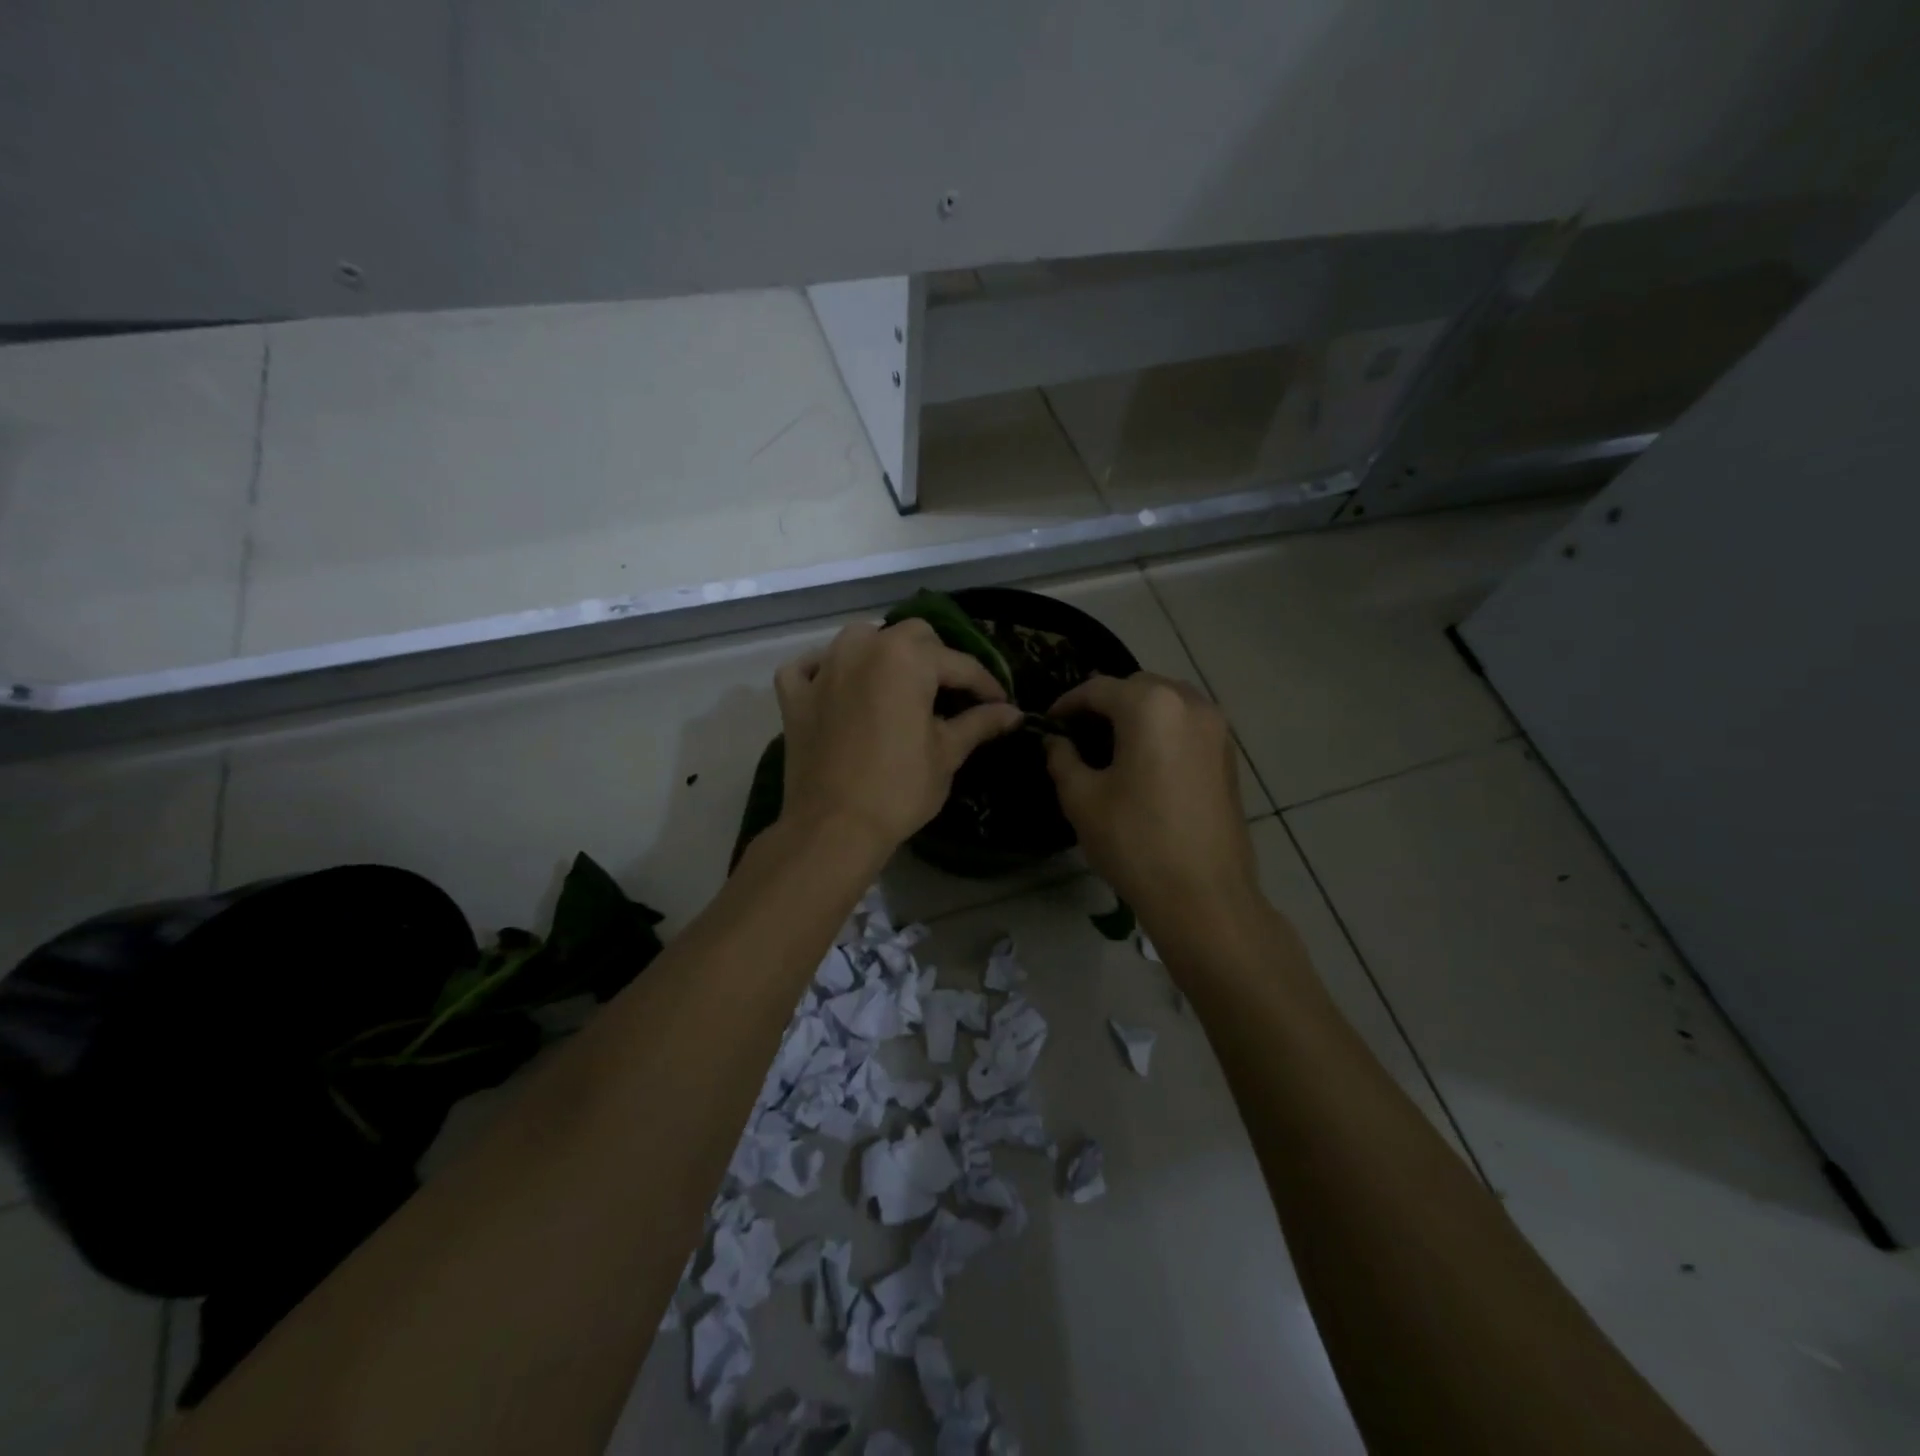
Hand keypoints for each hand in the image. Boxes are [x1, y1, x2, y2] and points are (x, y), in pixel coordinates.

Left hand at [776, 620, 1022, 855]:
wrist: (834, 828)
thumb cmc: (899, 788)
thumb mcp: (947, 754)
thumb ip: (979, 723)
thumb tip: (1013, 712)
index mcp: (906, 658)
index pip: (959, 663)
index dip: (985, 684)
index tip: (1001, 704)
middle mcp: (863, 648)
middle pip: (910, 635)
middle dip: (936, 657)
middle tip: (949, 693)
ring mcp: (823, 669)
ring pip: (859, 639)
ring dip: (882, 652)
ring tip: (897, 683)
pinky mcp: (795, 696)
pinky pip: (807, 668)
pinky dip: (823, 670)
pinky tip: (836, 686)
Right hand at [1044, 673, 1260, 931]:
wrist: (1203, 896)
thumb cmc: (1135, 842)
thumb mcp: (1082, 798)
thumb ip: (1062, 759)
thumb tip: (1055, 742)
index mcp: (1151, 707)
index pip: (1098, 689)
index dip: (1067, 703)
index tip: (1047, 722)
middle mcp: (1190, 703)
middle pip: (1137, 687)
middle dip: (1105, 703)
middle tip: (1078, 731)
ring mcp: (1217, 728)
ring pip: (1167, 702)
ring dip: (1137, 713)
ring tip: (1111, 743)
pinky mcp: (1229, 755)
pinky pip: (1188, 724)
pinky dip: (1162, 729)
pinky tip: (1145, 760)